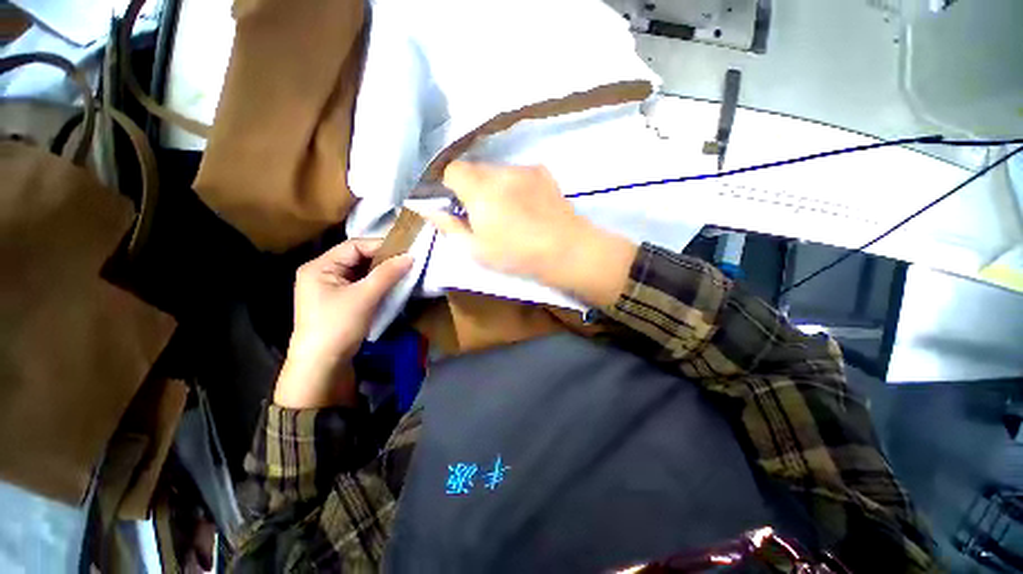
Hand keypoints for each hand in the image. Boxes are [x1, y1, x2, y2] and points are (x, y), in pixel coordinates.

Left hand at [273, 239, 412, 408]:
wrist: (322, 366)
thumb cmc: (338, 326)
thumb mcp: (364, 297)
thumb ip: (387, 273)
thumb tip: (411, 256)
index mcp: (320, 267)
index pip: (354, 247)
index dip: (381, 246)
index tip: (407, 250)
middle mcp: (323, 274)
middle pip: (357, 259)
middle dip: (383, 260)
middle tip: (408, 262)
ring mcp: (331, 289)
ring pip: (362, 273)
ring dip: (382, 273)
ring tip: (404, 272)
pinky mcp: (341, 303)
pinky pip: (362, 286)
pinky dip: (378, 285)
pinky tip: (393, 286)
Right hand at [420, 162, 636, 305]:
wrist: (565, 250)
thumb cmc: (516, 255)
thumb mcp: (476, 248)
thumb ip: (448, 225)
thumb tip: (425, 208)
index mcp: (479, 189)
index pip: (452, 170)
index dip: (451, 187)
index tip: (459, 207)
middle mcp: (499, 171)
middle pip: (475, 169)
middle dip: (473, 187)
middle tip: (484, 213)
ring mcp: (523, 169)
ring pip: (497, 171)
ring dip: (495, 186)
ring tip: (510, 211)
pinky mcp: (543, 172)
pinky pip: (518, 173)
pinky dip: (515, 184)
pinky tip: (528, 205)